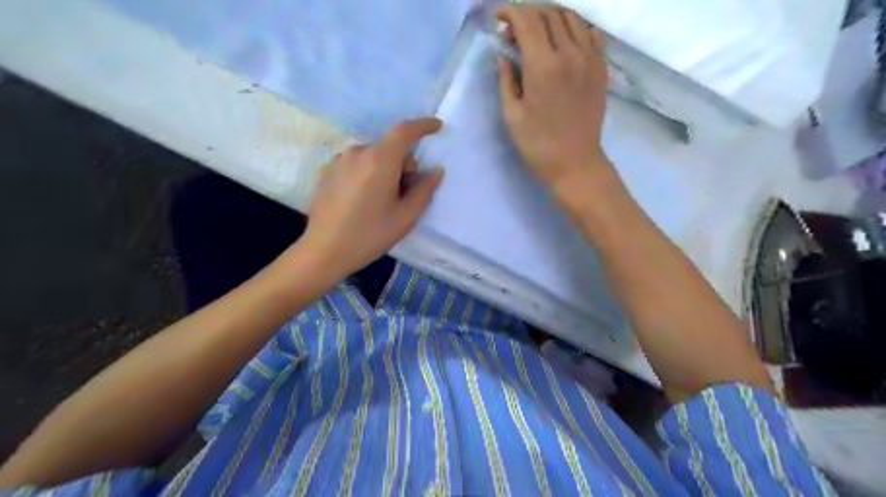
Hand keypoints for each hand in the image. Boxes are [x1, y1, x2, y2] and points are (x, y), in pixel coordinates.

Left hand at [297, 117, 446, 278]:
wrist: (324, 251)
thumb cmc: (370, 234)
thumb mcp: (406, 216)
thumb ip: (424, 189)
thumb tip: (436, 170)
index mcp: (379, 159)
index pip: (404, 131)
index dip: (423, 126)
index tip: (437, 127)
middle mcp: (357, 152)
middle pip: (389, 147)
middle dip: (404, 163)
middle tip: (407, 192)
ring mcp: (339, 161)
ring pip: (372, 156)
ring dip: (385, 169)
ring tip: (383, 200)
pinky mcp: (327, 172)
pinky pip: (356, 164)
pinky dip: (367, 173)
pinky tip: (363, 200)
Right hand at [496, 5, 613, 189]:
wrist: (575, 163)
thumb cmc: (537, 144)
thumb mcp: (511, 115)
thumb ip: (505, 79)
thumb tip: (502, 54)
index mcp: (542, 66)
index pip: (526, 20)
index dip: (510, 12)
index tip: (499, 19)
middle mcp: (569, 53)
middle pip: (549, 14)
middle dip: (528, 14)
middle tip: (514, 31)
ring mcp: (590, 59)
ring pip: (571, 18)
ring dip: (550, 16)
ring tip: (537, 32)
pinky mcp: (601, 68)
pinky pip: (591, 33)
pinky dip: (575, 28)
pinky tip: (564, 41)